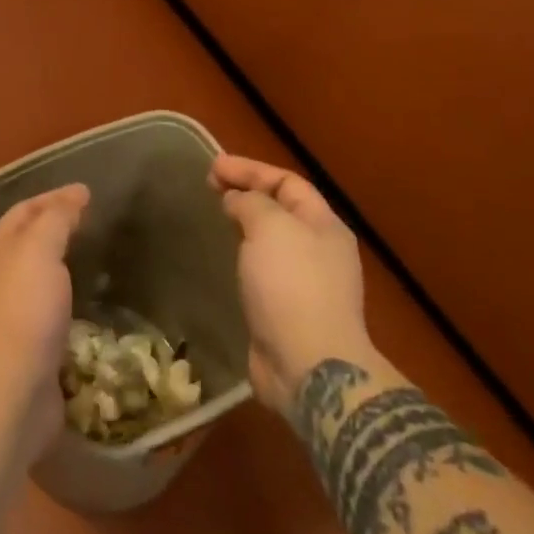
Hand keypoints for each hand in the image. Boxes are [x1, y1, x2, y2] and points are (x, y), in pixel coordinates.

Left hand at [0, 183, 89, 469]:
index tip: (87, 192)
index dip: (54, 197)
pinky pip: (50, 316)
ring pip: (38, 280)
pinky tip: (88, 308)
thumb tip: (73, 194)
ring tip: (95, 261)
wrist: (6, 396)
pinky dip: (68, 304)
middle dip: (56, 228)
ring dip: (62, 267)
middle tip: (93, 223)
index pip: (23, 211)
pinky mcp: (26, 354)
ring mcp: (9, 319)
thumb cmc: (22, 312)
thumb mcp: (39, 250)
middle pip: (27, 243)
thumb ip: (55, 219)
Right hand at [211, 154, 374, 413]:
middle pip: (280, 209)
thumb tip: (238, 201)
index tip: (213, 166)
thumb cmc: (292, 285)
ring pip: (271, 241)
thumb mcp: (271, 227)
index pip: (287, 182)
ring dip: (244, 225)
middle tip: (209, 187)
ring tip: (215, 217)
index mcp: (324, 225)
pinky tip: (225, 259)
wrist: (309, 367)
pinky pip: (263, 271)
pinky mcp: (287, 312)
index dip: (251, 170)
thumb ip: (252, 203)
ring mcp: (306, 284)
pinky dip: (243, 257)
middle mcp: (320, 251)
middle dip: (246, 193)